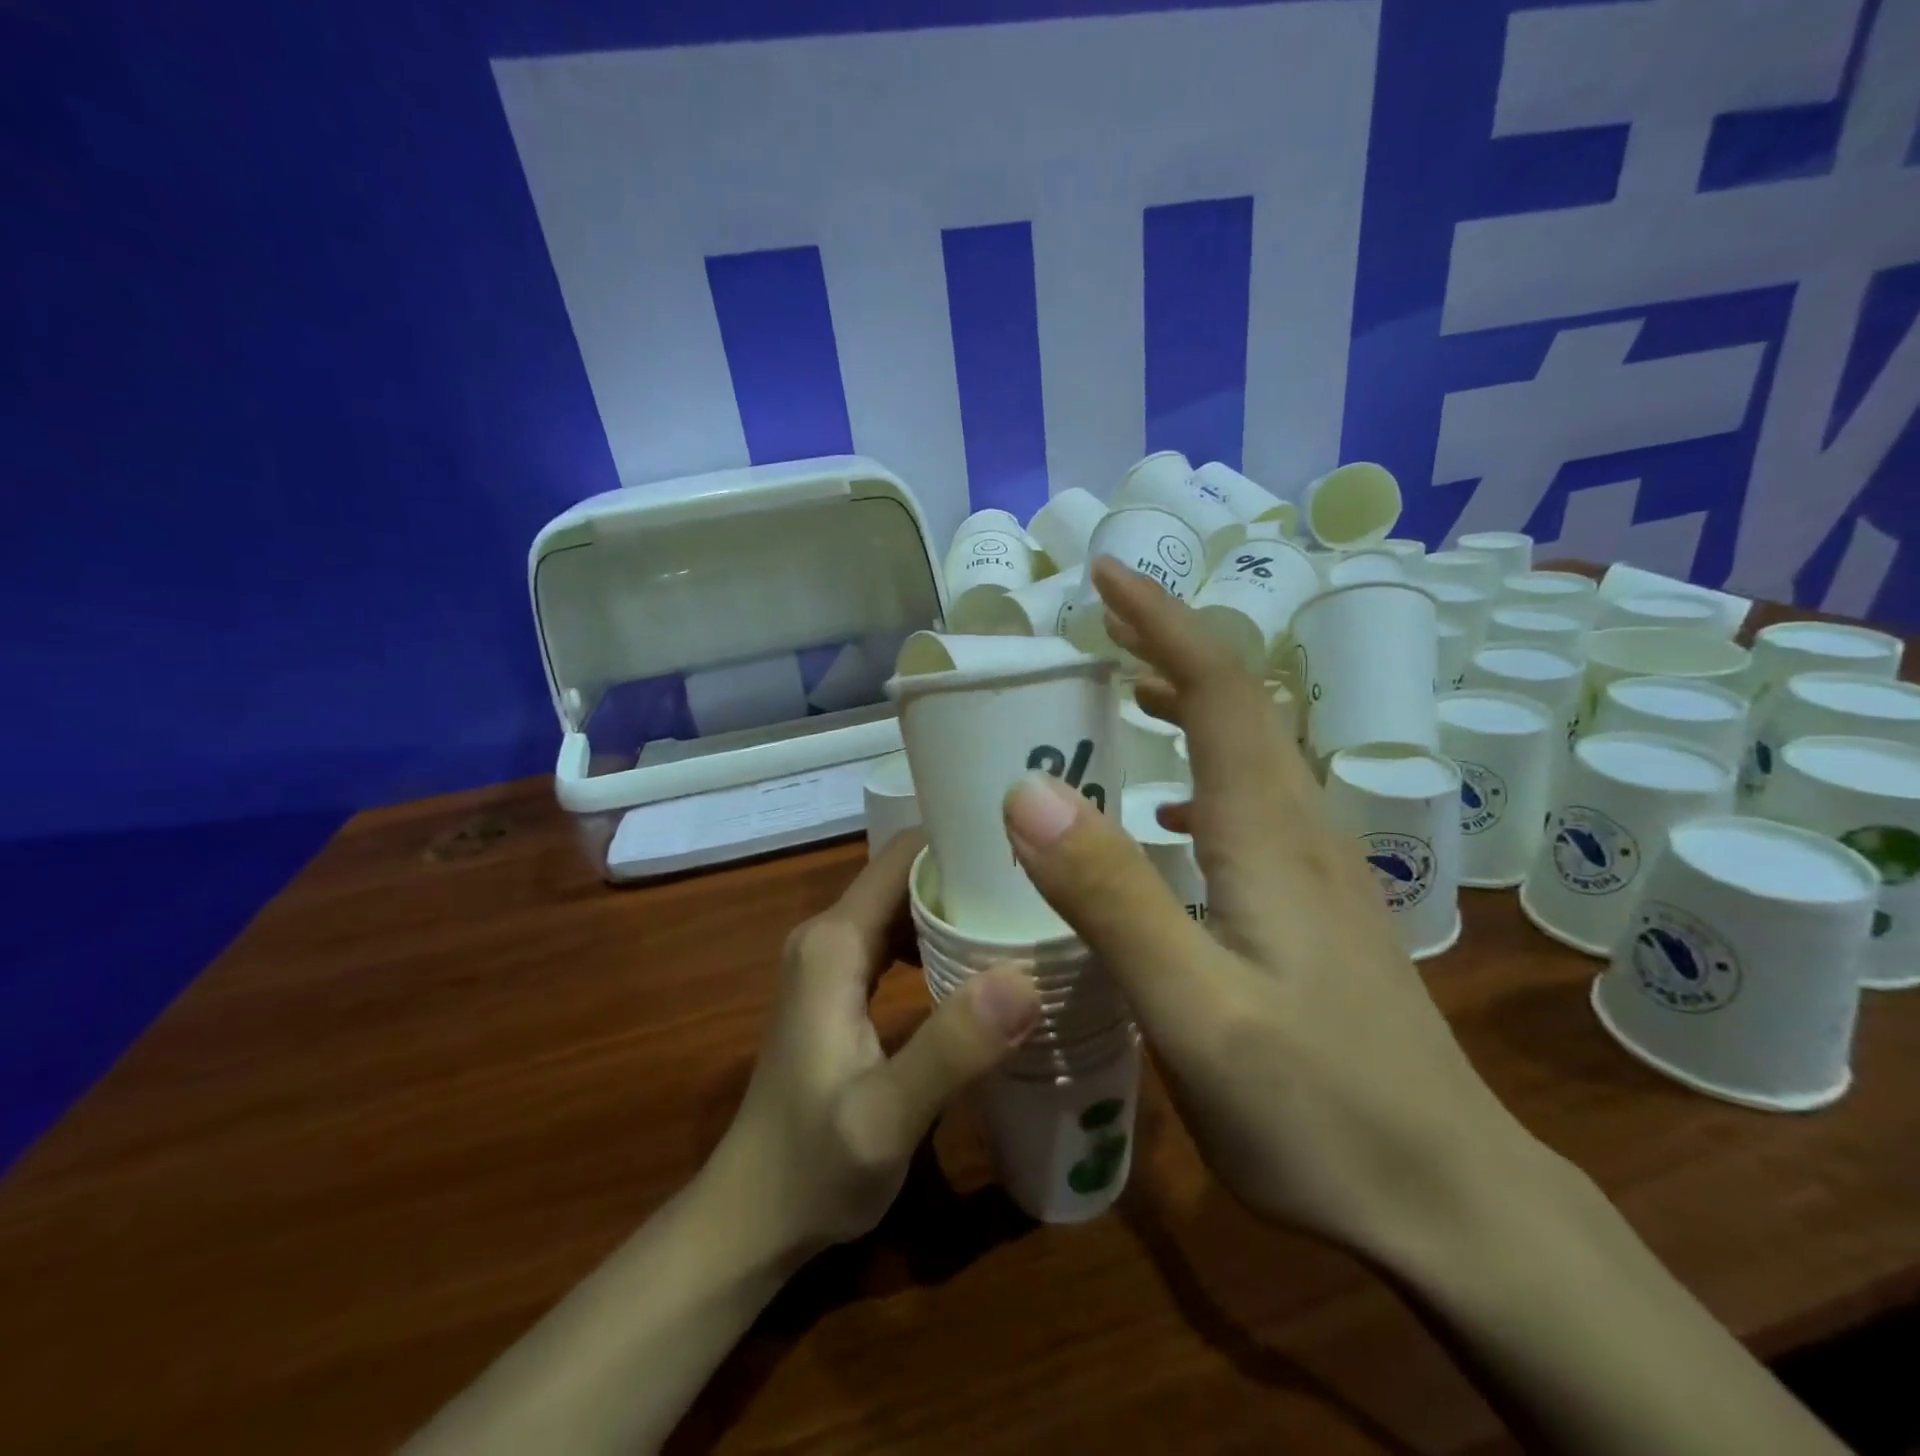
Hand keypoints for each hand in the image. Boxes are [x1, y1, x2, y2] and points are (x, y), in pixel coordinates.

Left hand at [710, 834, 1042, 1262]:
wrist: (753, 1219)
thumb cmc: (813, 1170)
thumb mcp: (886, 1118)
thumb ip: (951, 1048)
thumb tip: (1024, 977)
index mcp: (834, 942)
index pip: (903, 855)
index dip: (961, 841)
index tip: (1026, 850)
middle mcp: (829, 935)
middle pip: (908, 874)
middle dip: (970, 872)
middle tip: (1042, 887)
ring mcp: (832, 960)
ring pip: (904, 905)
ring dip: (959, 904)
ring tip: (1024, 915)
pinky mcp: (841, 986)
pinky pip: (898, 938)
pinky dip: (940, 937)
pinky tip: (983, 963)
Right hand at [999, 560, 1542, 1261]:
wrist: (1452, 1204)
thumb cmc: (1320, 1111)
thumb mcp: (1194, 1010)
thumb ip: (1111, 897)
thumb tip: (1028, 791)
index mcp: (1268, 833)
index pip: (1217, 688)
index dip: (1162, 620)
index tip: (1107, 574)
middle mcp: (1300, 831)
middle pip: (1240, 706)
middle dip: (1170, 648)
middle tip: (1101, 627)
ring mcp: (1318, 872)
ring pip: (1251, 754)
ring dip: (1187, 707)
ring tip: (1121, 697)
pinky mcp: (1319, 911)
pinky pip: (1253, 806)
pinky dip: (1202, 776)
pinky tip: (1169, 821)